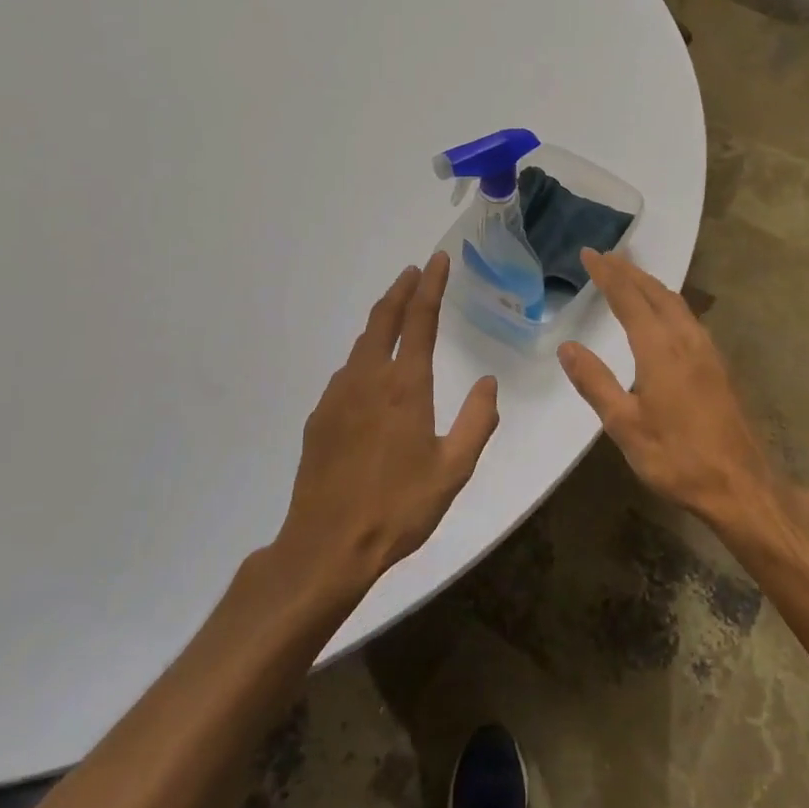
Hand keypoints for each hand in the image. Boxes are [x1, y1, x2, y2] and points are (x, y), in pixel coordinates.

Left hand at [275, 252, 499, 586]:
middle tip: (415, 271)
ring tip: (397, 313)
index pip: (420, 319)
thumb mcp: (454, 469)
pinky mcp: (320, 417)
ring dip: (382, 320)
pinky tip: (371, 371)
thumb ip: (477, 421)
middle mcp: (368, 379)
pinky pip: (347, 372)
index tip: (438, 261)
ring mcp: (338, 396)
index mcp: (405, 386)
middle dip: (401, 289)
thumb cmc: (398, 507)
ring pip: (362, 344)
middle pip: (384, 319)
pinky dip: (365, 355)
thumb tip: (487, 383)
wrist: (326, 547)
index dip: (431, 286)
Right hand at [558, 249, 775, 525]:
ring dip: (650, 284)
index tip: (589, 253)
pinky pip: (688, 317)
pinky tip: (664, 315)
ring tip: (631, 276)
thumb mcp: (625, 426)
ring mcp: (707, 351)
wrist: (740, 485)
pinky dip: (668, 302)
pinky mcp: (718, 366)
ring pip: (676, 303)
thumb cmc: (676, 457)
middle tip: (606, 256)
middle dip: (629, 271)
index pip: (628, 298)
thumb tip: (568, 347)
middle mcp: (686, 340)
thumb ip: (595, 383)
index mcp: (660, 349)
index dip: (607, 274)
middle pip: (656, 292)